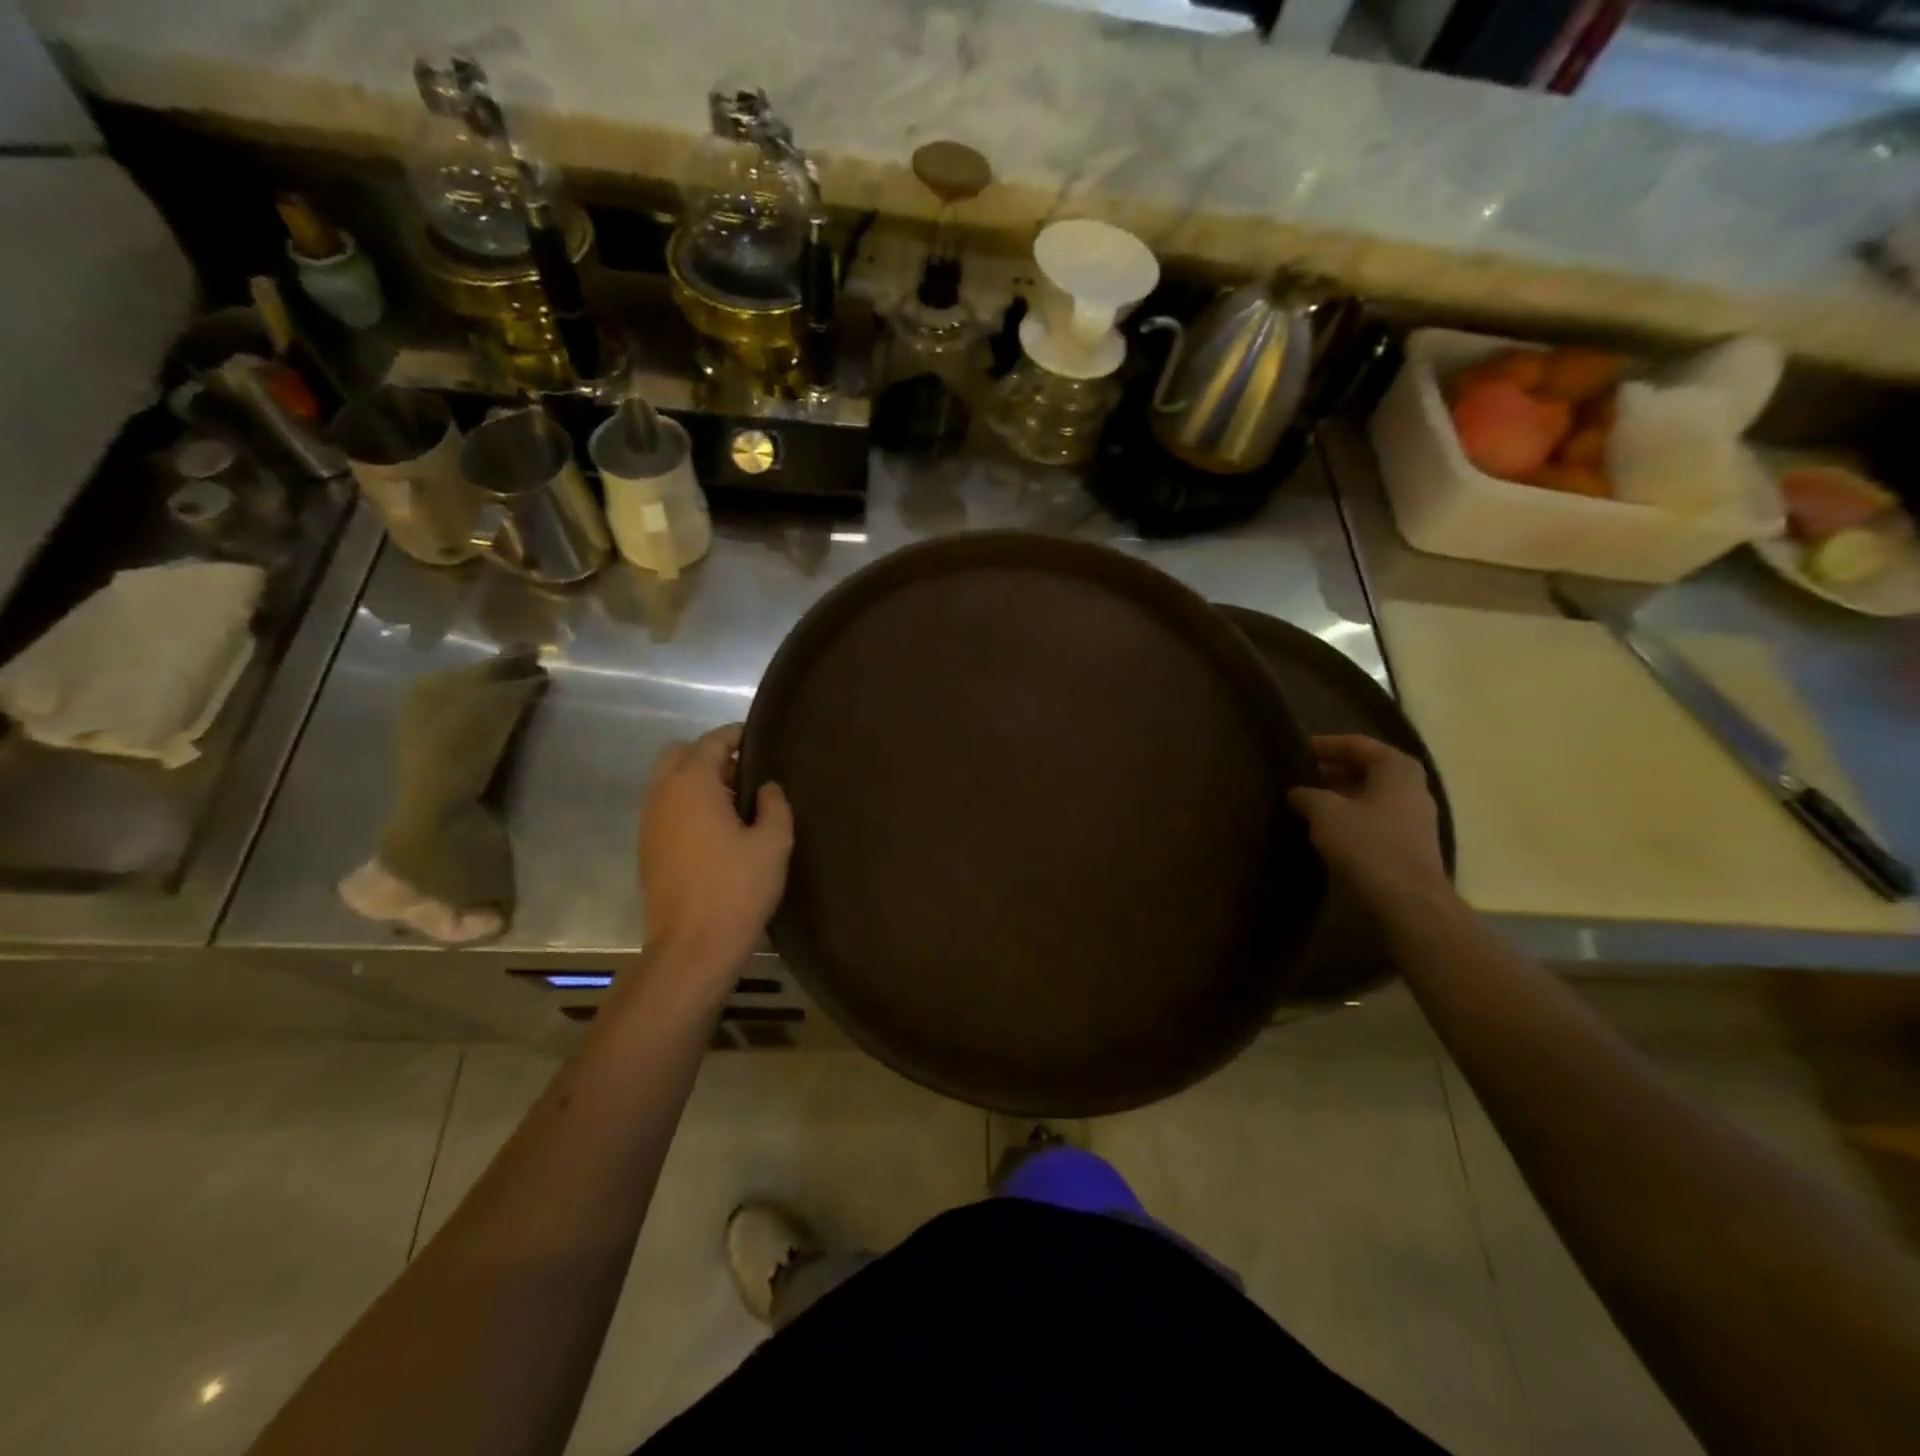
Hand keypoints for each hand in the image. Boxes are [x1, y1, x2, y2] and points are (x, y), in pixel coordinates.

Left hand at [638, 725, 792, 973]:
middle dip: (709, 755)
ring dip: (696, 781)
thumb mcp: (773, 844)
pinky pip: (665, 809)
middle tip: (743, 773)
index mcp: (692, 785)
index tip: (757, 738)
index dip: (735, 735)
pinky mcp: (647, 849)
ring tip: (734, 803)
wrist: (692, 947)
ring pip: (668, 782)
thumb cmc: (737, 888)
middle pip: (679, 754)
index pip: (711, 742)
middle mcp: (663, 795)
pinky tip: (716, 830)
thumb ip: (774, 806)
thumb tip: (767, 788)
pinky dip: (686, 805)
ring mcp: (649, 823)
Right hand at [1288, 735, 1450, 908]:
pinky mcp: (1410, 842)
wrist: (1408, 901)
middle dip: (1334, 768)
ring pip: (1372, 793)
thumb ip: (1307, 795)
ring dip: (1341, 793)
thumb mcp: (1325, 812)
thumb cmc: (1367, 845)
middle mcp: (1412, 786)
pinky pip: (1376, 815)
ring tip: (1309, 799)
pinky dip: (1352, 813)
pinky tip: (1329, 825)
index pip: (1358, 744)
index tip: (1298, 749)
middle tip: (1301, 773)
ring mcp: (1415, 816)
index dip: (1326, 745)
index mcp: (1397, 768)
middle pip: (1368, 767)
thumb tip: (1297, 792)